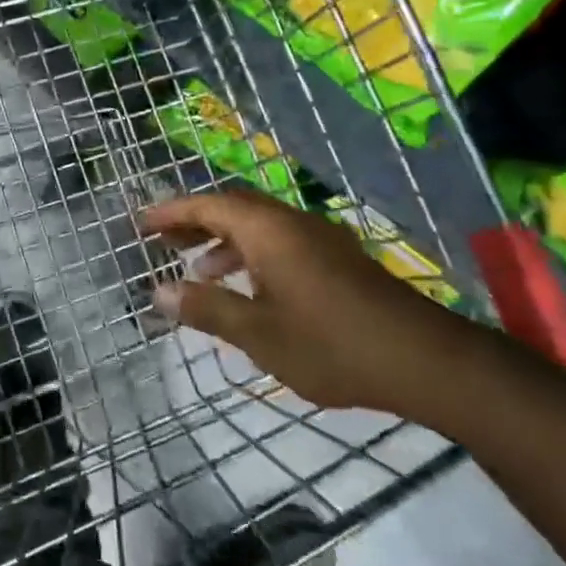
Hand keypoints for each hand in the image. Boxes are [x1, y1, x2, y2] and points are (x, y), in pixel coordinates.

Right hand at [143, 189, 464, 414]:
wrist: (424, 359)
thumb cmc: (330, 344)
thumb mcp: (258, 333)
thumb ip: (206, 309)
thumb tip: (158, 293)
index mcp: (267, 230)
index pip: (207, 205)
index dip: (171, 212)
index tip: (140, 224)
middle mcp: (291, 222)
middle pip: (232, 208)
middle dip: (194, 221)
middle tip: (162, 242)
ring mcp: (319, 238)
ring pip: (258, 225)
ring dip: (223, 240)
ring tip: (198, 269)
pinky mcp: (337, 258)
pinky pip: (279, 241)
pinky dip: (251, 254)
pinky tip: (249, 288)